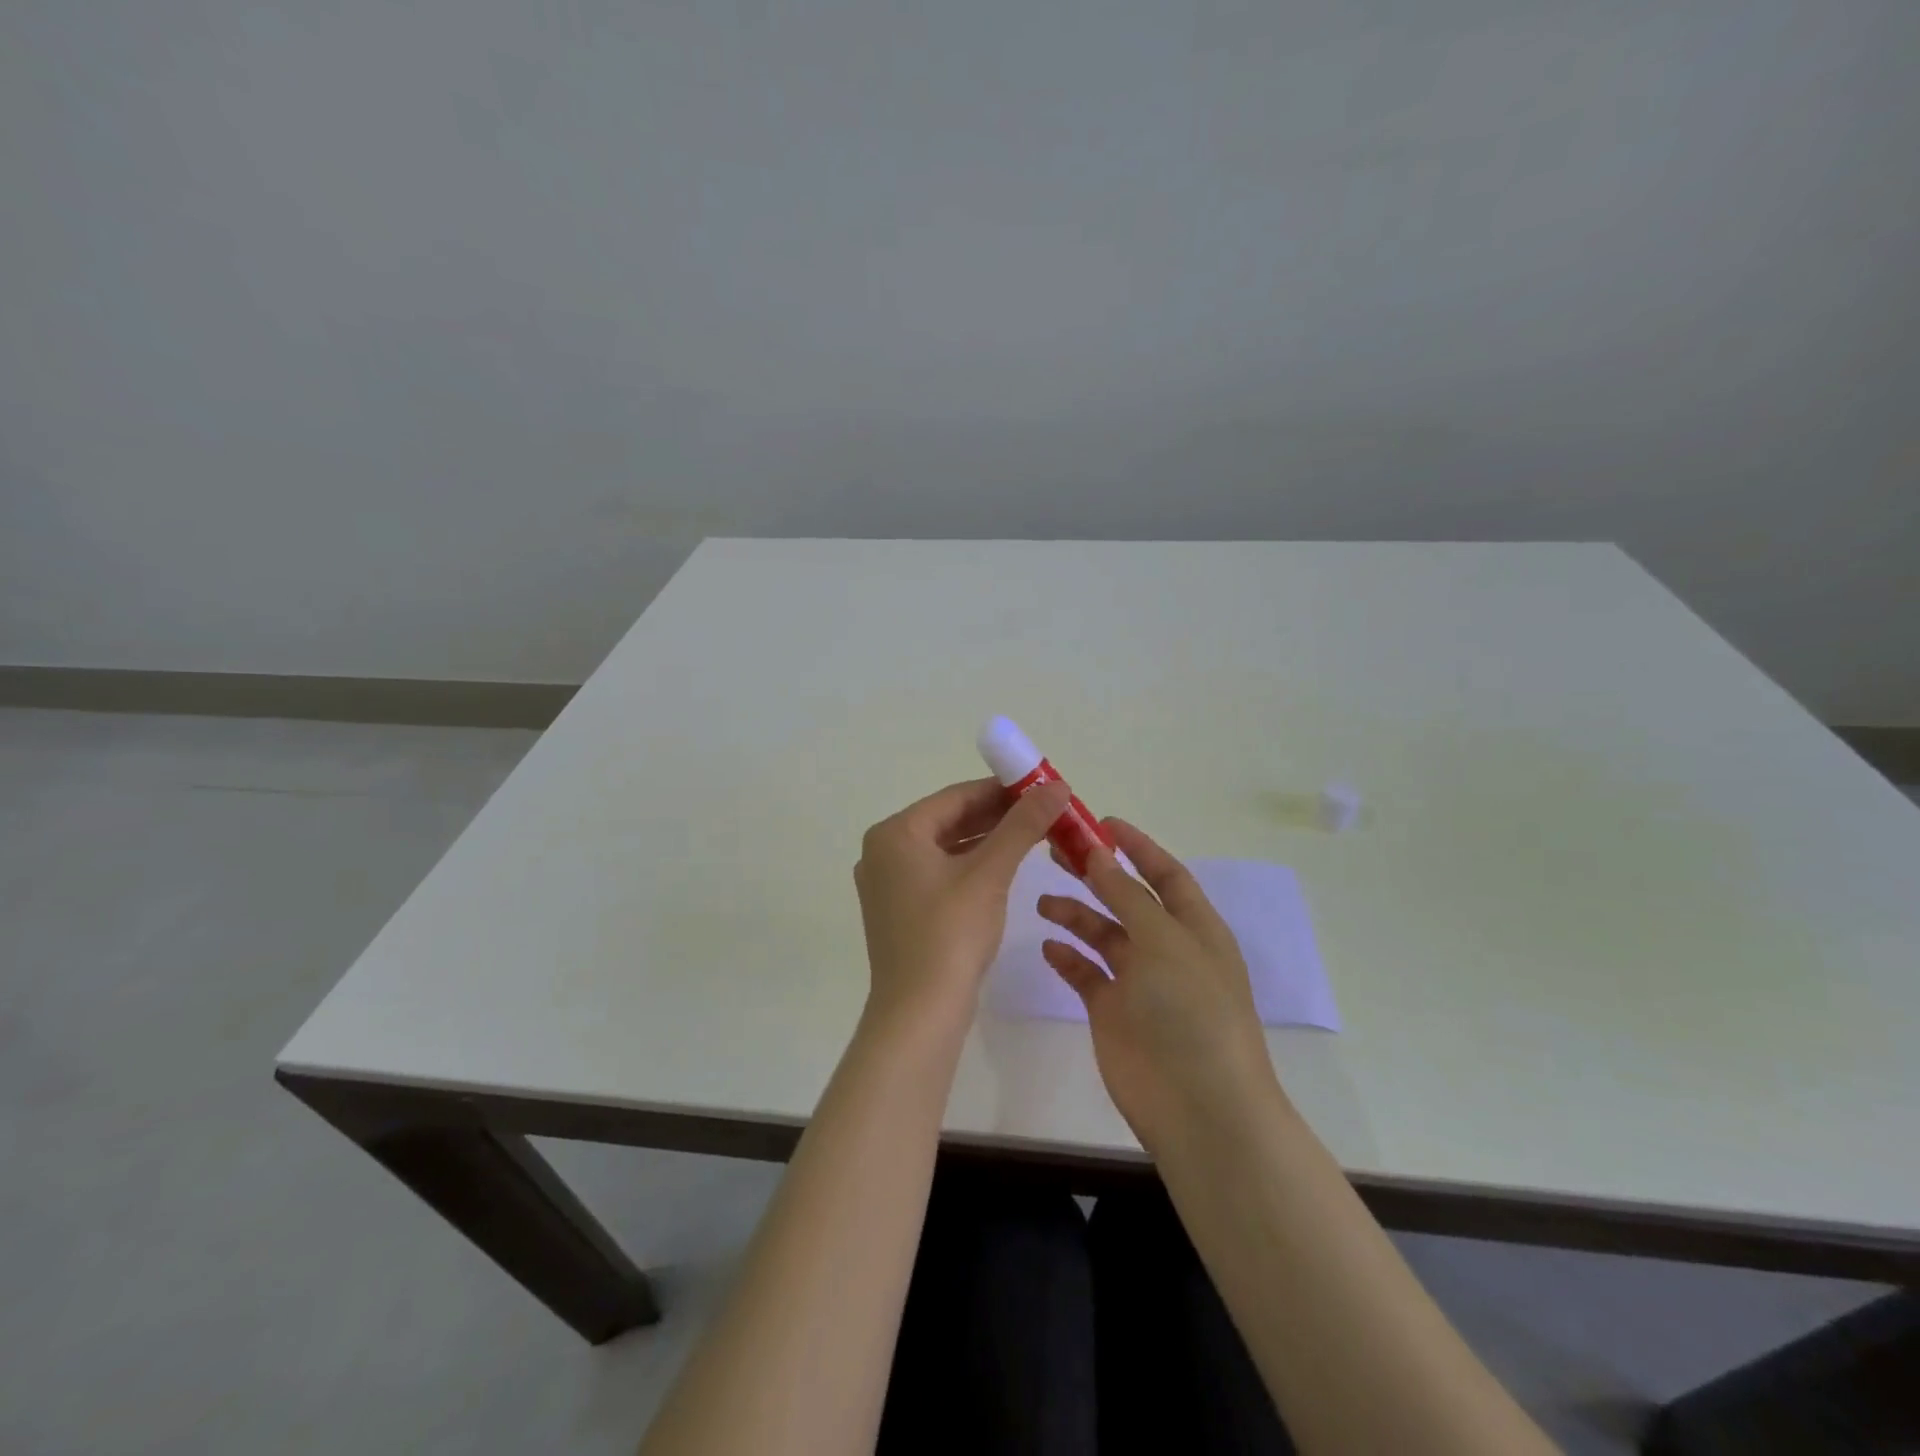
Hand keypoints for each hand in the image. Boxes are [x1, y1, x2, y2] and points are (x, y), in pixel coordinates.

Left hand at [854, 776, 1071, 1034]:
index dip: (1002, 789)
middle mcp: (883, 851)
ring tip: (1033, 834)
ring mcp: (888, 883)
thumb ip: (1022, 825)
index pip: (956, 797)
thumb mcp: (990, 873)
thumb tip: (1057, 786)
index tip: (1042, 787)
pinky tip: (1004, 866)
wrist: (919, 1014)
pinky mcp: (899, 910)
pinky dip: (971, 866)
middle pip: (949, 820)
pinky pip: (939, 873)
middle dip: (997, 815)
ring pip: (946, 848)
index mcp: (895, 833)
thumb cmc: (950, 934)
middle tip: (1043, 811)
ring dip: (988, 840)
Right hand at [1037, 820, 1280, 1150]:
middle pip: (1127, 899)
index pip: (1165, 874)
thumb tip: (1100, 855)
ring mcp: (1139, 981)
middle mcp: (1166, 948)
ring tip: (1043, 901)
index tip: (1100, 823)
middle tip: (1055, 851)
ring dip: (1075, 914)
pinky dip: (1068, 957)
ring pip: (1102, 934)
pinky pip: (1086, 973)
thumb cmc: (1190, 1011)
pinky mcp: (1112, 1011)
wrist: (1197, 1106)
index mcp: (1193, 927)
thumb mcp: (1163, 941)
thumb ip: (1128, 896)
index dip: (1136, 846)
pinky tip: (1048, 946)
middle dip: (1095, 874)